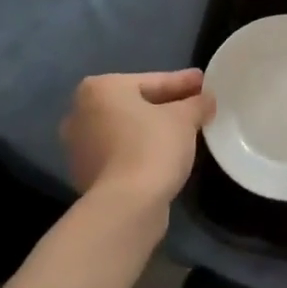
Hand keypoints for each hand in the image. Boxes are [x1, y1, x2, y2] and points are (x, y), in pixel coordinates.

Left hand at [61, 69, 213, 211]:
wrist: (125, 206)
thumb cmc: (152, 147)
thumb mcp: (184, 118)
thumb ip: (196, 103)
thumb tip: (206, 98)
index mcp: (100, 89)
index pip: (152, 81)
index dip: (182, 82)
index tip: (204, 83)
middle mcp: (81, 113)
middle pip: (136, 104)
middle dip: (166, 105)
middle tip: (197, 106)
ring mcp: (80, 147)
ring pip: (127, 130)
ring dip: (153, 129)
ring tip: (185, 132)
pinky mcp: (86, 175)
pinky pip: (121, 153)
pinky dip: (141, 150)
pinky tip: (165, 155)